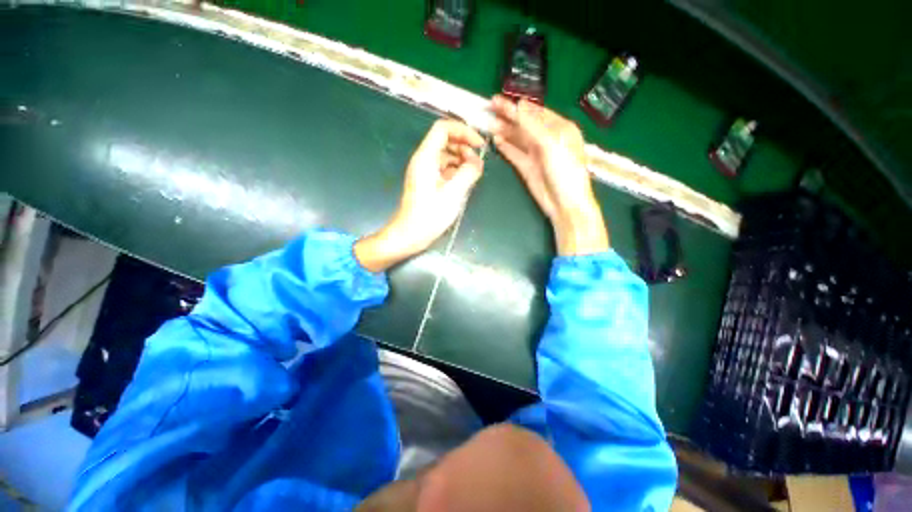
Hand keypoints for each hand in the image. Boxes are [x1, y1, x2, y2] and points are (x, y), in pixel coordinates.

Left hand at [355, 119, 484, 271]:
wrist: (410, 235)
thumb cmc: (430, 215)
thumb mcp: (453, 193)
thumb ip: (468, 173)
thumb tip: (477, 162)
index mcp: (426, 157)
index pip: (443, 129)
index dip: (463, 131)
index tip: (479, 145)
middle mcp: (423, 160)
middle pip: (445, 141)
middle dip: (464, 147)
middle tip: (477, 163)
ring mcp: (424, 171)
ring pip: (445, 155)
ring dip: (461, 159)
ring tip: (474, 174)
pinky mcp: (427, 183)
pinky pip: (443, 169)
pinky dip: (456, 171)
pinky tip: (464, 182)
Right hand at [491, 95, 608, 255]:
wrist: (565, 203)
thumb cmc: (565, 171)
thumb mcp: (552, 144)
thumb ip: (534, 125)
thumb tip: (519, 105)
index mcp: (559, 128)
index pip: (536, 112)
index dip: (517, 106)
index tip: (499, 100)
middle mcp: (547, 138)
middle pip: (525, 124)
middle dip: (508, 116)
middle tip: (490, 107)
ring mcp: (536, 154)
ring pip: (518, 139)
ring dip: (504, 131)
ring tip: (489, 124)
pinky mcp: (528, 168)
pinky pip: (515, 154)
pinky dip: (506, 147)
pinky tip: (496, 141)